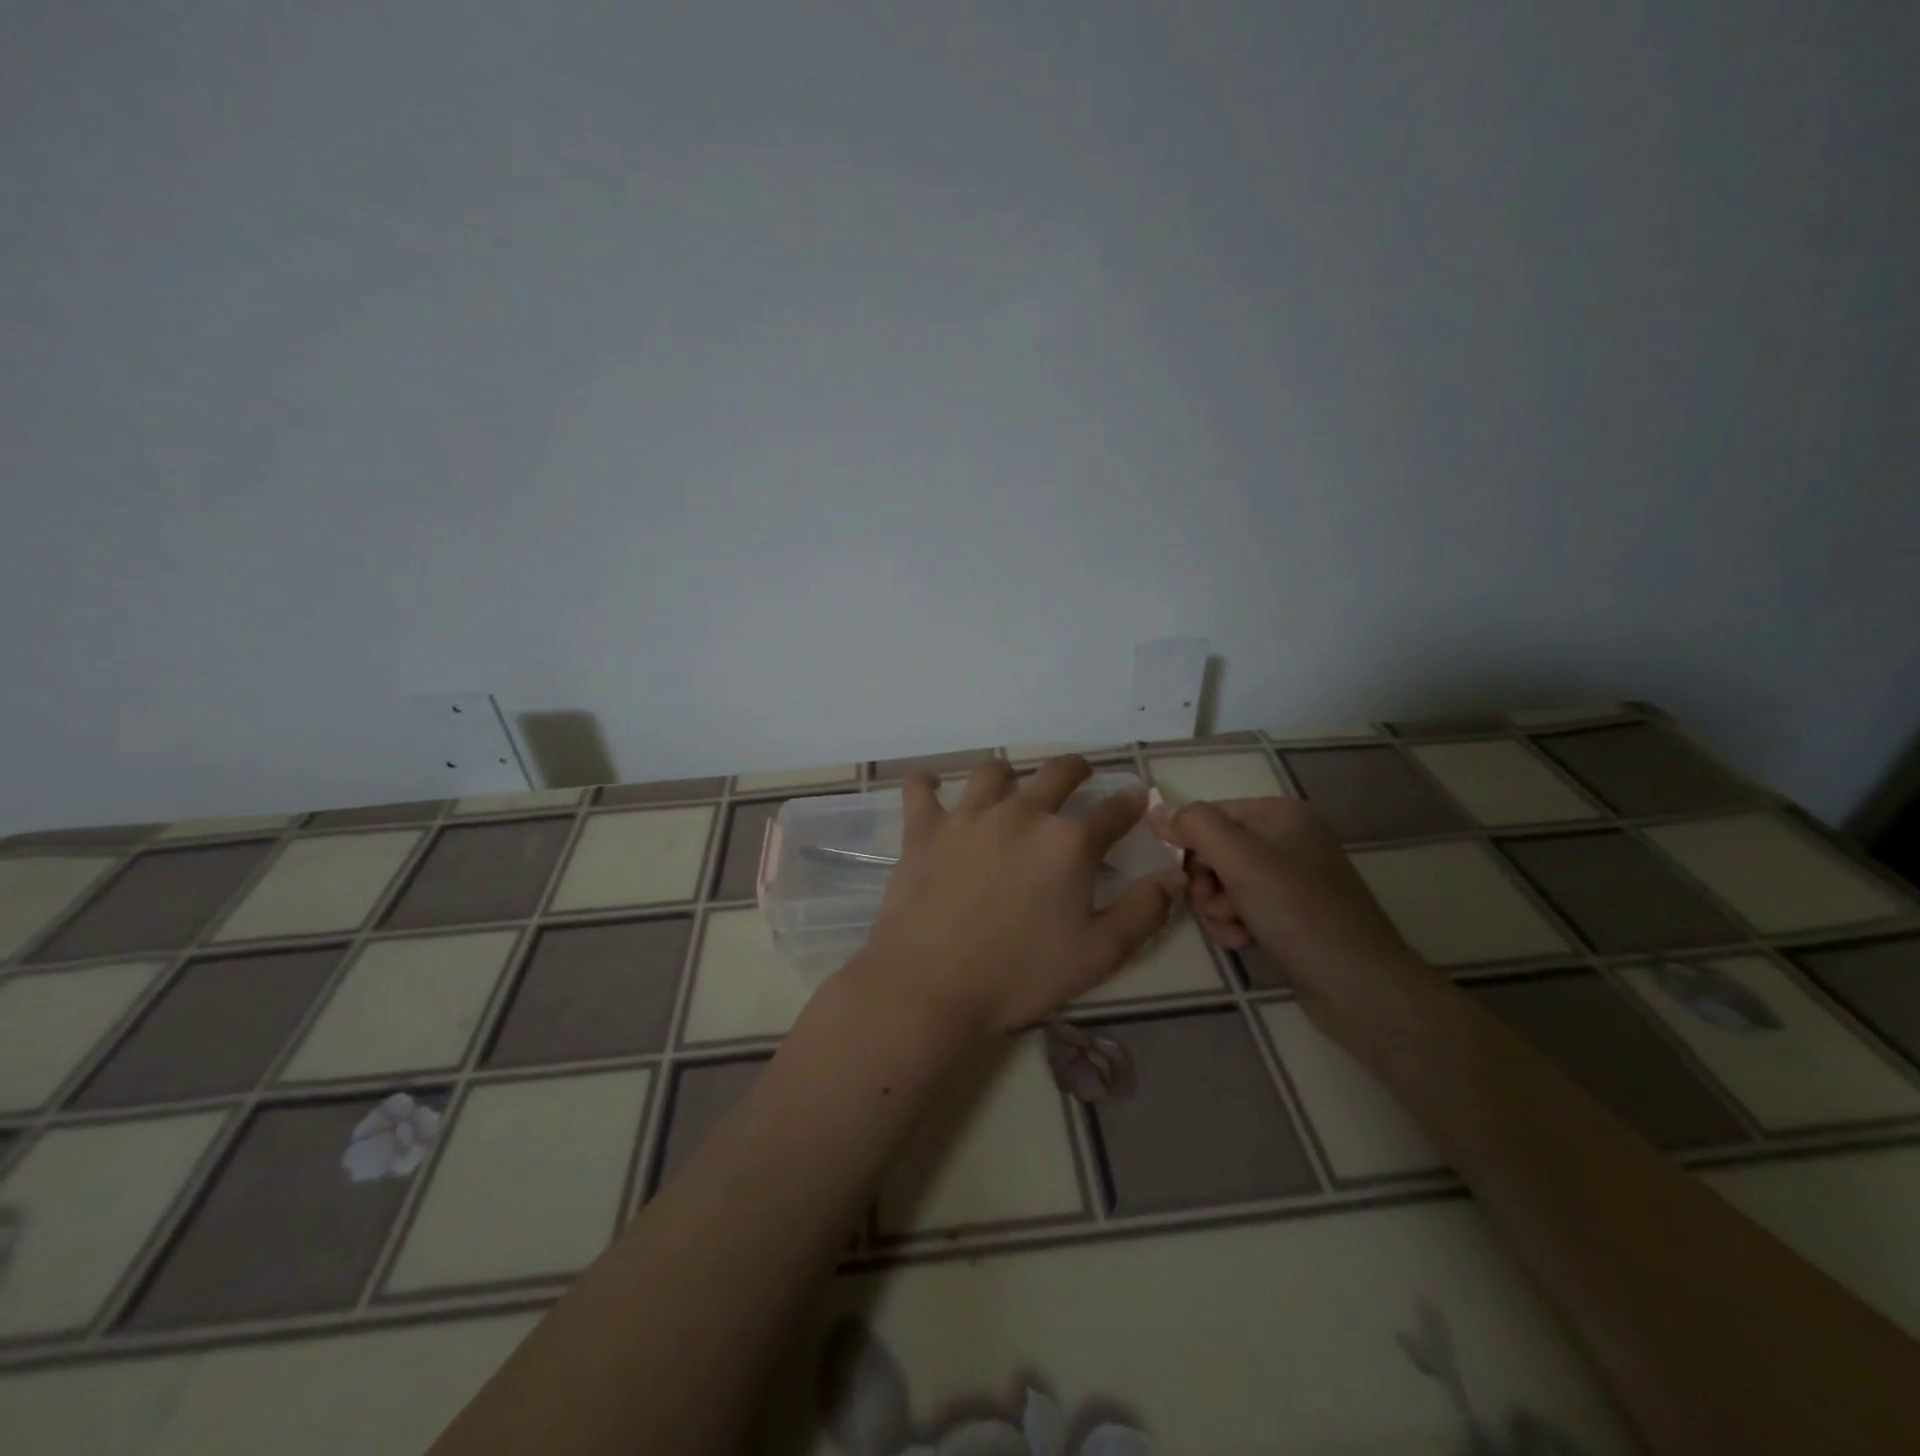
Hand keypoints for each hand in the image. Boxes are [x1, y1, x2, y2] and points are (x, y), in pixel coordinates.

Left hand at [851, 756, 1182, 1039]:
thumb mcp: (1098, 955)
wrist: (931, 985)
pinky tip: (931, 786)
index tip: (1137, 798)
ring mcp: (968, 816)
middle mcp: (1022, 813)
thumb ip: (1143, 912)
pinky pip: (921, 788)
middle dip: (1077, 770)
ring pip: (993, 772)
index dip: (1131, 802)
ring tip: (1009, 783)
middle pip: (1057, 773)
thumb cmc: (1020, 975)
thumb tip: (1173, 877)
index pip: (1114, 811)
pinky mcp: (924, 829)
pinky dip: (928, 783)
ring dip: (1009, 774)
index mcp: (1069, 842)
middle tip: (1080, 776)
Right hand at [1158, 797, 1433, 1041]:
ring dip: (1217, 910)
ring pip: (1223, 884)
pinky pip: (1243, 909)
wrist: (1359, 985)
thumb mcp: (1239, 858)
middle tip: (1215, 907)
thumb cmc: (1297, 911)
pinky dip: (1235, 925)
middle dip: (1205, 883)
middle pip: (1213, 851)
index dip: (1189, 846)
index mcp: (1278, 814)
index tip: (1185, 878)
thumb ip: (1194, 826)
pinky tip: (1245, 942)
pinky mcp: (1291, 914)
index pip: (1207, 815)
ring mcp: (1290, 879)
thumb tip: (1157, 811)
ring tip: (1235, 931)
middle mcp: (1285, 839)